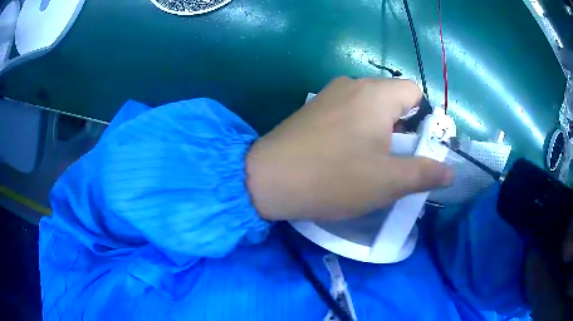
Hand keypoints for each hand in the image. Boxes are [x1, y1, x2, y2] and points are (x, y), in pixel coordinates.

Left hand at [246, 77, 452, 220]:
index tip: (419, 146)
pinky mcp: (314, 107)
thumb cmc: (334, 179)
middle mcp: (353, 84)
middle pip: (393, 98)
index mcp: (376, 94)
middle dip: (403, 127)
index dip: (425, 118)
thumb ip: (424, 173)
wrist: (268, 179)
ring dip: (380, 130)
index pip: (415, 92)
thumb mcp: (388, 182)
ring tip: (372, 160)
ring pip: (370, 105)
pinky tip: (346, 153)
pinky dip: (358, 128)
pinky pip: (349, 110)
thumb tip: (451, 171)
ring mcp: (329, 93)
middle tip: (397, 159)